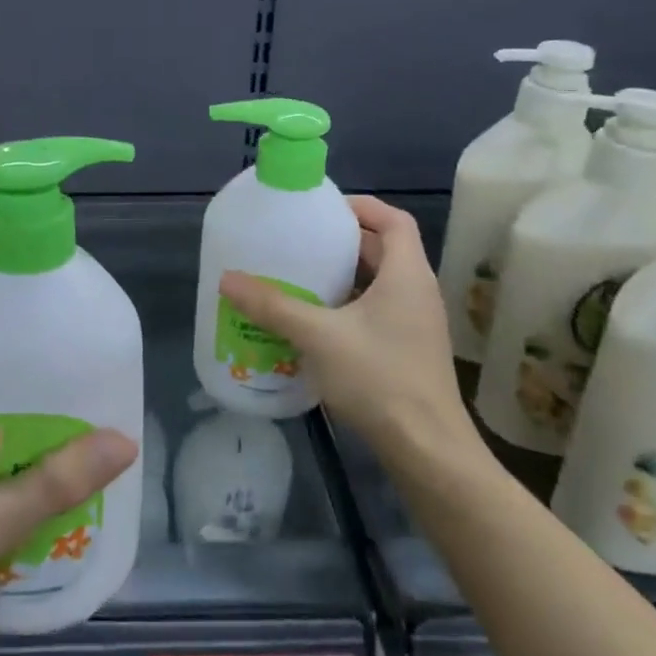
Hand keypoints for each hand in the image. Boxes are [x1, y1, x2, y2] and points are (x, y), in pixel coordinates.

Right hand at [220, 197, 484, 468]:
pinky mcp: (408, 352)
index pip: (394, 220)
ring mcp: (416, 325)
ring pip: (379, 284)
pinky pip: (377, 313)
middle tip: (300, 242)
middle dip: (343, 242)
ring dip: (344, 277)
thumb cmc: (379, 379)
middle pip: (384, 250)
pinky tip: (314, 324)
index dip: (361, 206)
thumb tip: (227, 279)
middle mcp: (417, 292)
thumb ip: (273, 306)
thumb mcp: (319, 337)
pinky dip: (348, 307)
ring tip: (300, 278)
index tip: (323, 209)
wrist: (427, 449)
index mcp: (407, 275)